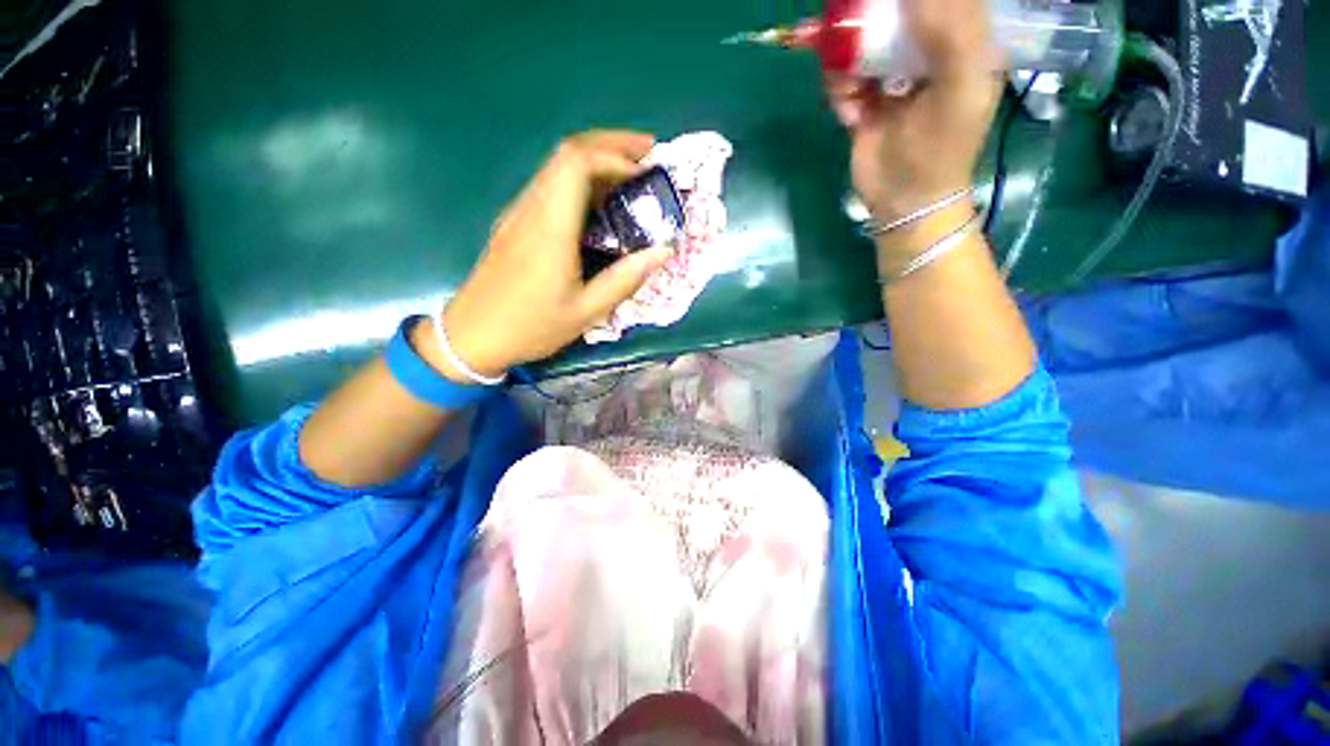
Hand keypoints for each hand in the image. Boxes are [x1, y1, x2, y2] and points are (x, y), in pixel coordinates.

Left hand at [427, 131, 671, 379]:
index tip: (646, 172)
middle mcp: (532, 209)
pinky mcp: (515, 223)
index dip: (615, 156)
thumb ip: (625, 279)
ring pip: (557, 166)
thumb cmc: (532, 326)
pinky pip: (550, 186)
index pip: (577, 163)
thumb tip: (662, 251)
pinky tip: (599, 202)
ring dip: (596, 159)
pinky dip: (580, 180)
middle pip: (567, 152)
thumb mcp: (587, 312)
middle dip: (611, 144)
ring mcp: (519, 213)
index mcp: (550, 228)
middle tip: (648, 154)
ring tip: (631, 175)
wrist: (472, 336)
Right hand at [826, 0, 1001, 227]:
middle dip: (867, 20)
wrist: (903, 201)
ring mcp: (891, 74)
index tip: (887, 7)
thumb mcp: (960, 86)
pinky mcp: (863, 99)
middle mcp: (926, 49)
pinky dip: (839, 92)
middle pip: (894, 12)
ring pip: (860, 43)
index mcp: (962, 39)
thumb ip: (949, 31)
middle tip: (852, 34)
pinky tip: (850, 114)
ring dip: (847, 63)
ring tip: (853, 93)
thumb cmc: (941, 148)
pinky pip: (842, 79)